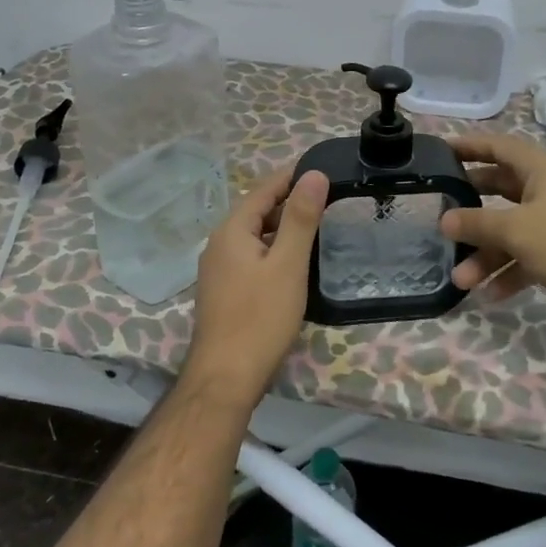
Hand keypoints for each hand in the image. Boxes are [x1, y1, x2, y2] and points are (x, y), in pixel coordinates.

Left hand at [182, 164, 327, 403]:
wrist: (226, 377)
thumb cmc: (260, 318)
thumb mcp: (288, 265)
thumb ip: (301, 218)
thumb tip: (313, 174)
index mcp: (231, 231)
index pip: (263, 190)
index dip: (291, 177)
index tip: (321, 168)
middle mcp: (219, 244)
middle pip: (257, 211)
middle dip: (289, 201)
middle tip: (327, 198)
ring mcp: (218, 270)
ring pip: (255, 236)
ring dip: (283, 228)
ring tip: (317, 226)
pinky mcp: (224, 291)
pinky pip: (251, 257)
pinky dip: (274, 250)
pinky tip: (294, 263)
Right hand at [440, 133, 545, 325]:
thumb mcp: (516, 230)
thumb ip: (477, 224)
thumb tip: (444, 220)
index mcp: (540, 170)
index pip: (498, 147)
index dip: (469, 146)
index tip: (440, 151)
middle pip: (500, 190)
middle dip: (471, 207)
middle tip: (441, 212)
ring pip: (511, 231)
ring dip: (486, 253)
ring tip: (461, 279)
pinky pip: (527, 256)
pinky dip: (509, 271)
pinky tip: (491, 294)